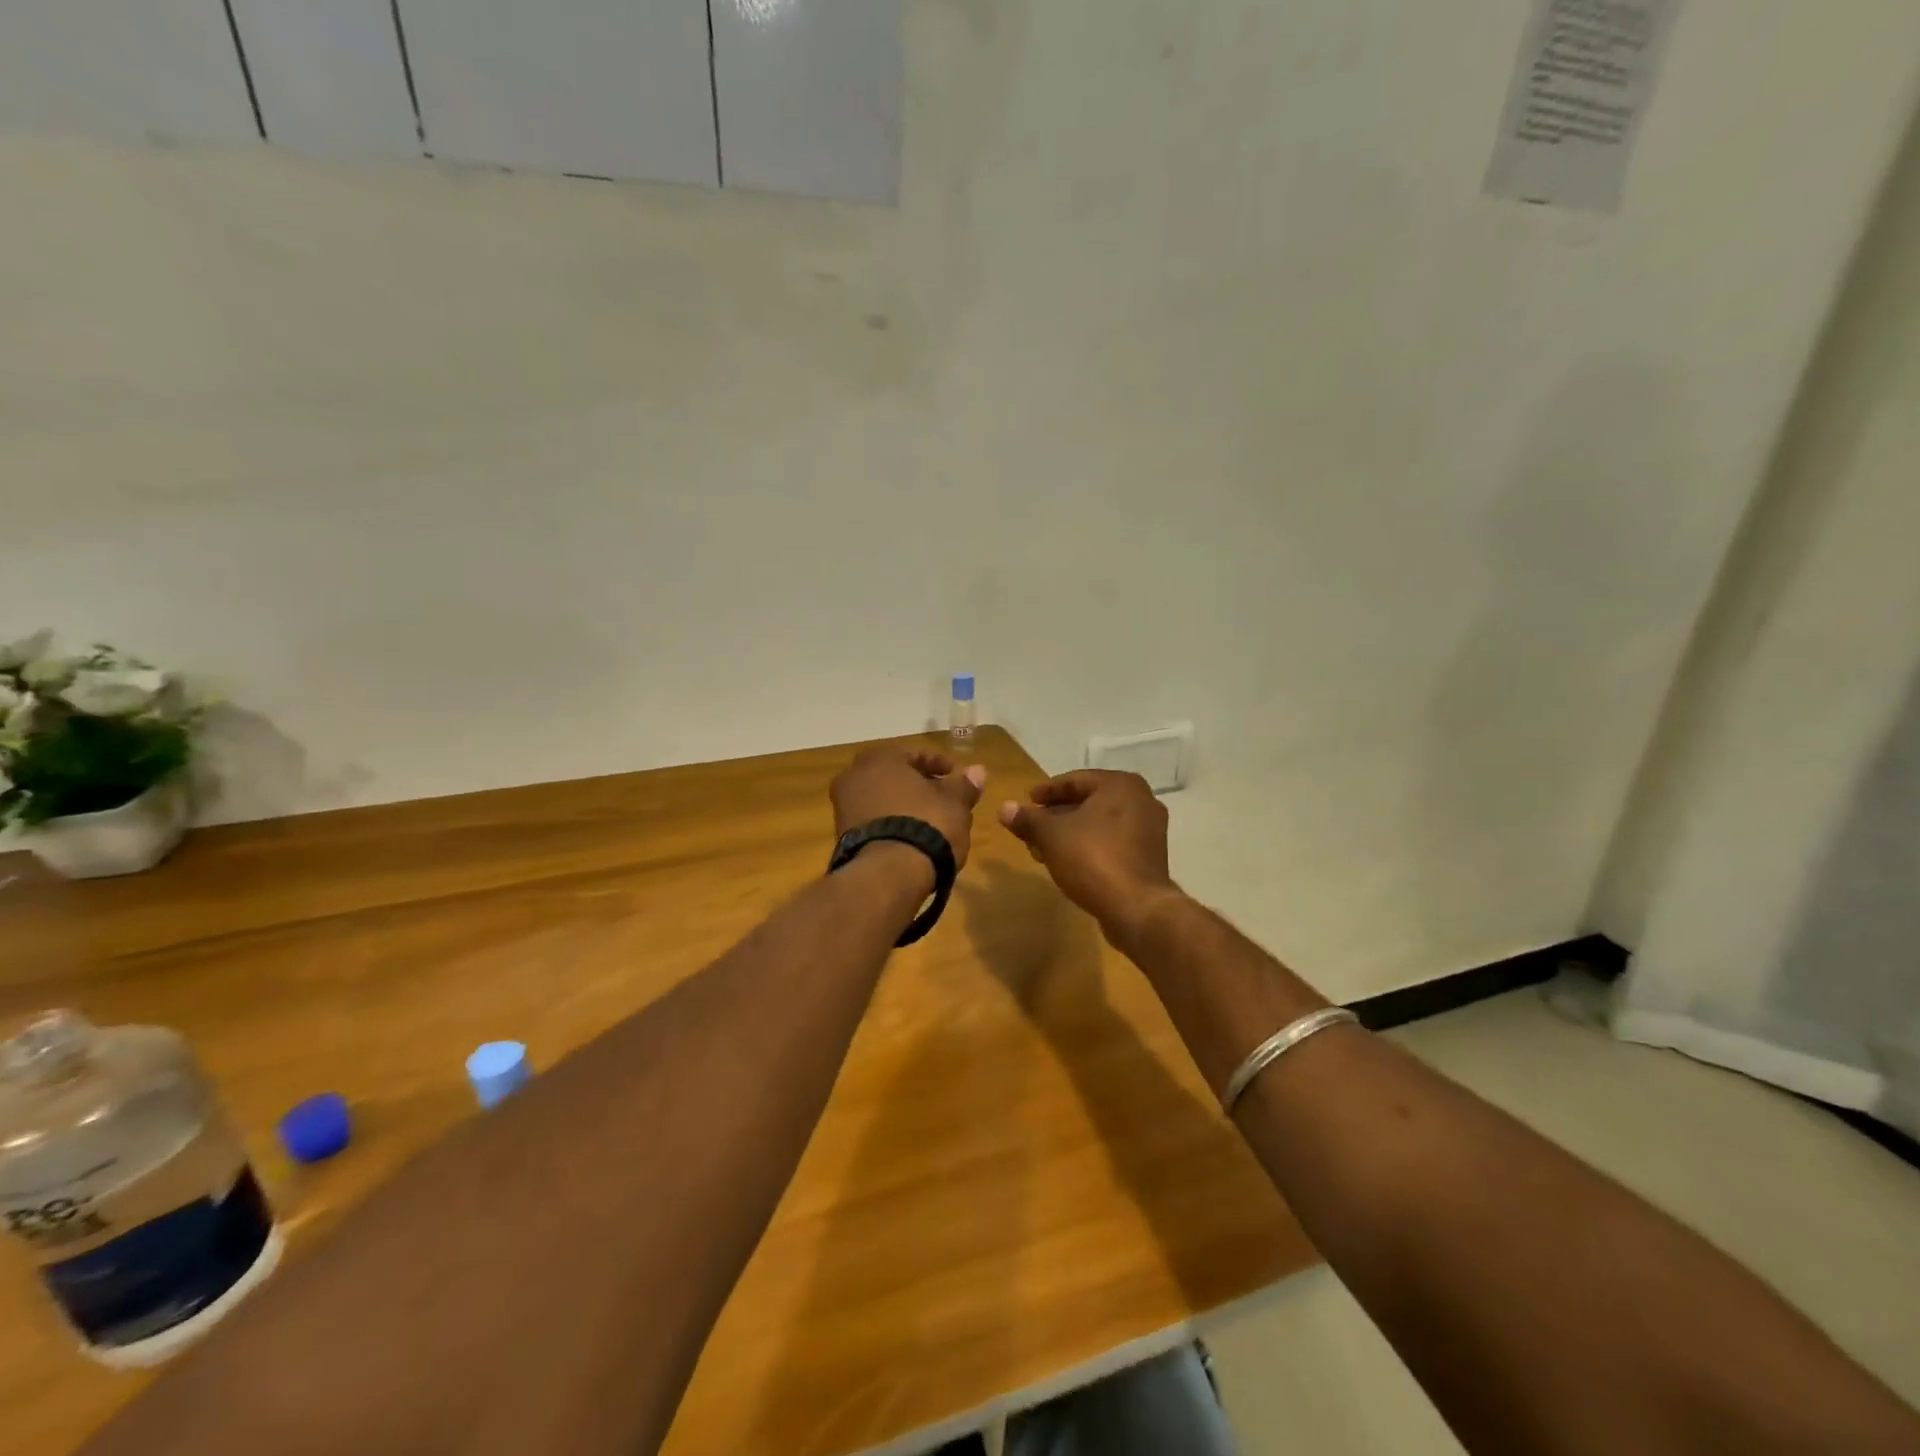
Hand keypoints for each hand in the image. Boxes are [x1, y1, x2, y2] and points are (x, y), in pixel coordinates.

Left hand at [831, 746, 986, 869]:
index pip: (915, 754)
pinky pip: (874, 823)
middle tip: (944, 799)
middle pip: (894, 777)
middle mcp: (854, 777)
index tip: (958, 778)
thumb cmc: (925, 825)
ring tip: (932, 823)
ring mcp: (844, 808)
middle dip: (919, 786)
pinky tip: (912, 840)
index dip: (940, 765)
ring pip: (882, 800)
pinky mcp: (842, 838)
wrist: (887, 875)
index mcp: (880, 758)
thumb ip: (965, 785)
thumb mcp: (955, 803)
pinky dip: (892, 825)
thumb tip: (978, 771)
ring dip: (904, 806)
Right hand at [998, 770, 1180, 941]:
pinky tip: (1066, 863)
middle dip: (1056, 816)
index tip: (1027, 800)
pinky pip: (1112, 843)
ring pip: (1099, 824)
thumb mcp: (1051, 835)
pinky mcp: (1149, 857)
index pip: (1076, 779)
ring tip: (1042, 849)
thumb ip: (1028, 819)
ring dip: (1069, 834)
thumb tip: (1004, 808)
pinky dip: (1088, 847)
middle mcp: (1141, 800)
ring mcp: (1149, 830)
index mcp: (1121, 785)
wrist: (1137, 908)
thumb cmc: (1093, 858)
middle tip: (1031, 828)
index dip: (1047, 791)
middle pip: (1088, 802)